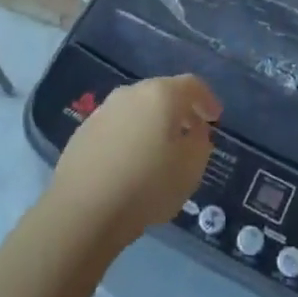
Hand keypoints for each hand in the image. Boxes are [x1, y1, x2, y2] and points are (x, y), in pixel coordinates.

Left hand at [49, 75, 221, 243]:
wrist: (82, 211)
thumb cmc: (146, 186)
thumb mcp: (191, 168)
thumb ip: (200, 142)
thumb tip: (194, 130)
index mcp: (161, 95)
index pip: (192, 85)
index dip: (207, 99)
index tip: (215, 118)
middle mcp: (131, 93)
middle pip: (162, 93)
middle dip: (179, 110)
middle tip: (190, 132)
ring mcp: (103, 110)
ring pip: (137, 109)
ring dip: (152, 123)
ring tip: (159, 150)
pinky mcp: (83, 132)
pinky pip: (117, 127)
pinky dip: (129, 136)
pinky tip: (130, 163)